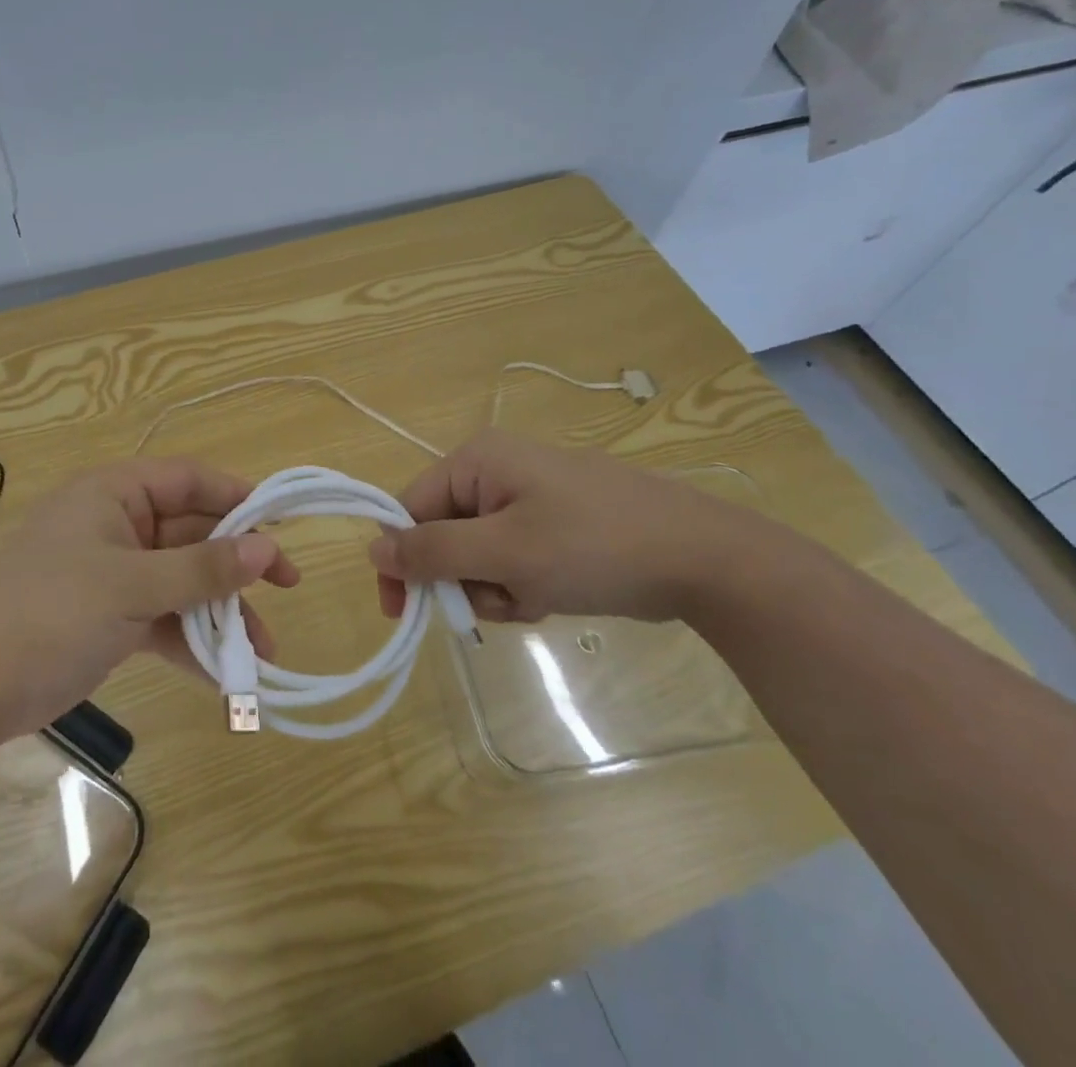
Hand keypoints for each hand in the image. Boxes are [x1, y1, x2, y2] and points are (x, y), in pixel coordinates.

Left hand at [0, 457, 297, 738]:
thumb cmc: (53, 613)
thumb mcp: (134, 586)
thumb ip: (203, 568)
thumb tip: (268, 549)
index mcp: (114, 494)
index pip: (188, 480)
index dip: (237, 498)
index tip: (280, 524)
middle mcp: (117, 525)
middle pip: (192, 533)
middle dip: (236, 566)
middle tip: (287, 589)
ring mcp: (114, 573)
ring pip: (182, 580)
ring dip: (220, 612)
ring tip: (262, 651)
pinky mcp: (110, 616)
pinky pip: (163, 618)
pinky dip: (190, 641)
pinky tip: (223, 676)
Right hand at [368, 428, 779, 625]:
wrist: (703, 559)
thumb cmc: (594, 546)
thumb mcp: (504, 552)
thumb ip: (433, 552)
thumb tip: (372, 550)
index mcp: (476, 461)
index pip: (409, 507)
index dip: (404, 560)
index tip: (406, 614)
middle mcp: (495, 471)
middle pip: (443, 533)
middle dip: (464, 579)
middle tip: (502, 600)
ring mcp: (527, 497)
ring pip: (477, 554)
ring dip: (495, 588)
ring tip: (536, 598)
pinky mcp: (553, 523)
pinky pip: (510, 558)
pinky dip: (521, 585)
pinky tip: (553, 595)